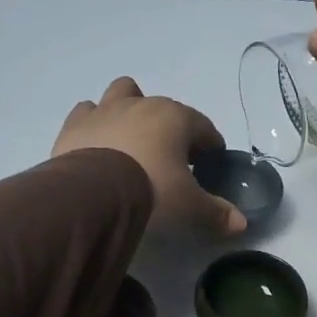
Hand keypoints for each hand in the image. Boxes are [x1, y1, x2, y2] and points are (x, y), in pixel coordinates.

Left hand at [52, 77, 246, 236]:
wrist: (93, 193)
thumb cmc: (152, 190)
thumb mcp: (189, 206)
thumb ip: (216, 212)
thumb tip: (241, 224)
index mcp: (176, 118)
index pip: (203, 127)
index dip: (210, 145)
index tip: (209, 164)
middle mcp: (142, 104)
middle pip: (164, 108)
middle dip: (171, 128)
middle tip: (171, 160)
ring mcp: (106, 110)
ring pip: (124, 93)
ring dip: (130, 109)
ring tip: (131, 139)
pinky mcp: (76, 124)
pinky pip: (88, 112)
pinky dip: (95, 123)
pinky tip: (97, 143)